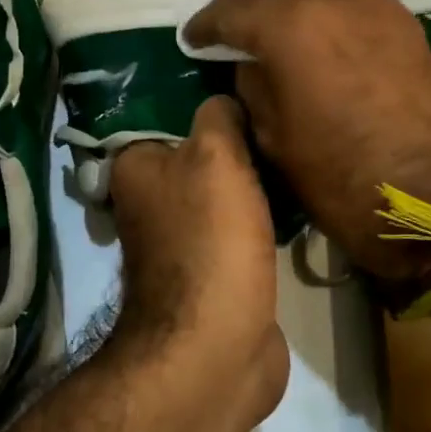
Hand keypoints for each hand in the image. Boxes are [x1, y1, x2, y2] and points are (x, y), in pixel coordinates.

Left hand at [106, 96, 288, 420]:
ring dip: (254, 182)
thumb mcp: (215, 156)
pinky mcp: (214, 271)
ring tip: (295, 152)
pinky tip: (296, 200)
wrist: (218, 345)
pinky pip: (241, 228)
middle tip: (283, 118)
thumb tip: (223, 101)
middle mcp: (150, 202)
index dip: (205, 102)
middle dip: (238, 143)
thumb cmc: (210, 239)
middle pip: (200, 155)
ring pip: (223, 193)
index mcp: (135, 169)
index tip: (249, 86)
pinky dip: (262, 218)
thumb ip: (218, 117)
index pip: (167, 115)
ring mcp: (182, 240)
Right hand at [185, 0, 430, 282]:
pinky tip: (311, 8)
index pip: (229, 8)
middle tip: (225, 11)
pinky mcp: (396, 9)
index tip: (192, 39)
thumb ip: (253, 84)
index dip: (204, 24)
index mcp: (289, 27)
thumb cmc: (342, 178)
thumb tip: (248, 60)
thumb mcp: (274, 138)